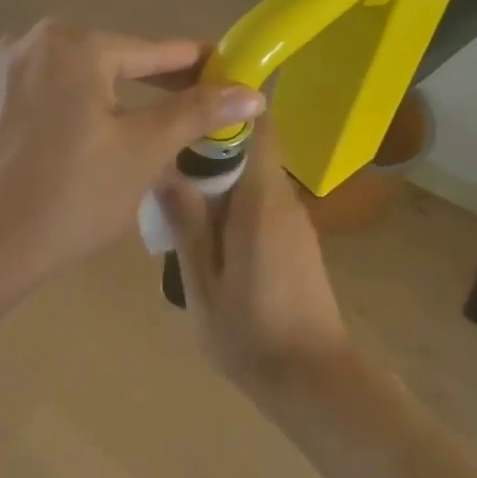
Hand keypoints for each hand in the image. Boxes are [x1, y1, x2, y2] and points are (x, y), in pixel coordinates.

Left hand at [0, 19, 265, 288]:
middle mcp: (29, 44)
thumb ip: (195, 113)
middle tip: (184, 111)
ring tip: (130, 134)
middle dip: (147, 86)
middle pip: (106, 62)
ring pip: (68, 82)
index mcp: (73, 44)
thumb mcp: (142, 152)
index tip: (224, 71)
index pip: (151, 52)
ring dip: (103, 101)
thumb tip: (251, 92)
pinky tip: (70, 148)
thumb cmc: (70, 196)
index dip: (193, 66)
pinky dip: (62, 114)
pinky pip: (35, 100)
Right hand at [156, 123, 351, 378]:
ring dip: (218, 177)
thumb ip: (187, 225)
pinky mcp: (296, 241)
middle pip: (251, 149)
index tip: (190, 98)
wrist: (313, 379)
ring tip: (174, 193)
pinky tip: (203, 228)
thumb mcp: (203, 283)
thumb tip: (166, 171)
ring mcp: (293, 222)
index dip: (229, 104)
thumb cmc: (251, 333)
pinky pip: (260, 203)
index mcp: (260, 202)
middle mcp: (283, 201)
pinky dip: (232, 202)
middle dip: (210, 146)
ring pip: (253, 177)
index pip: (258, 128)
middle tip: (163, 156)